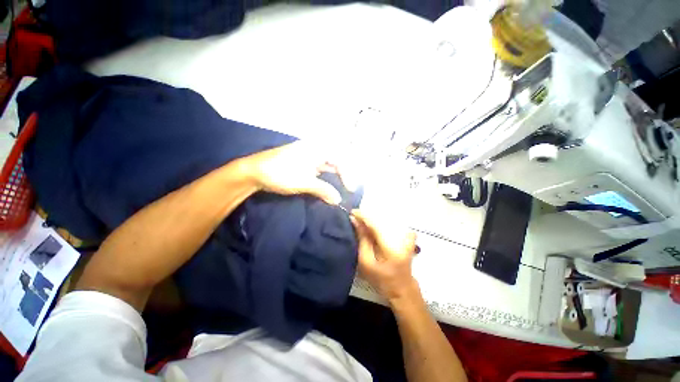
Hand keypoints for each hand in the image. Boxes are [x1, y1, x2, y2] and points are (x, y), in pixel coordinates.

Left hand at [241, 141, 342, 204]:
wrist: (253, 171)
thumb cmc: (280, 173)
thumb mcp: (304, 182)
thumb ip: (324, 190)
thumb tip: (338, 201)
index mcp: (317, 148)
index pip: (340, 159)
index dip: (348, 174)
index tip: (350, 189)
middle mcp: (315, 149)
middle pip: (336, 160)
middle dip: (344, 174)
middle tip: (349, 188)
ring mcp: (309, 155)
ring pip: (328, 164)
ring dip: (336, 176)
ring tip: (342, 187)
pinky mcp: (303, 163)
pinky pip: (320, 168)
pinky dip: (326, 177)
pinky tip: (329, 185)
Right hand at [350, 210, 419, 303]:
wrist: (402, 289)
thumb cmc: (382, 280)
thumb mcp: (366, 263)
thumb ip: (362, 240)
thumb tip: (355, 221)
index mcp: (390, 245)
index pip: (374, 223)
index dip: (362, 216)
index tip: (351, 213)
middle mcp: (400, 236)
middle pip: (380, 219)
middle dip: (366, 217)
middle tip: (354, 219)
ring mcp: (406, 235)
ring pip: (385, 221)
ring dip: (372, 221)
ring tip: (361, 224)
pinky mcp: (407, 236)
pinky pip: (391, 224)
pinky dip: (381, 224)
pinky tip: (375, 228)